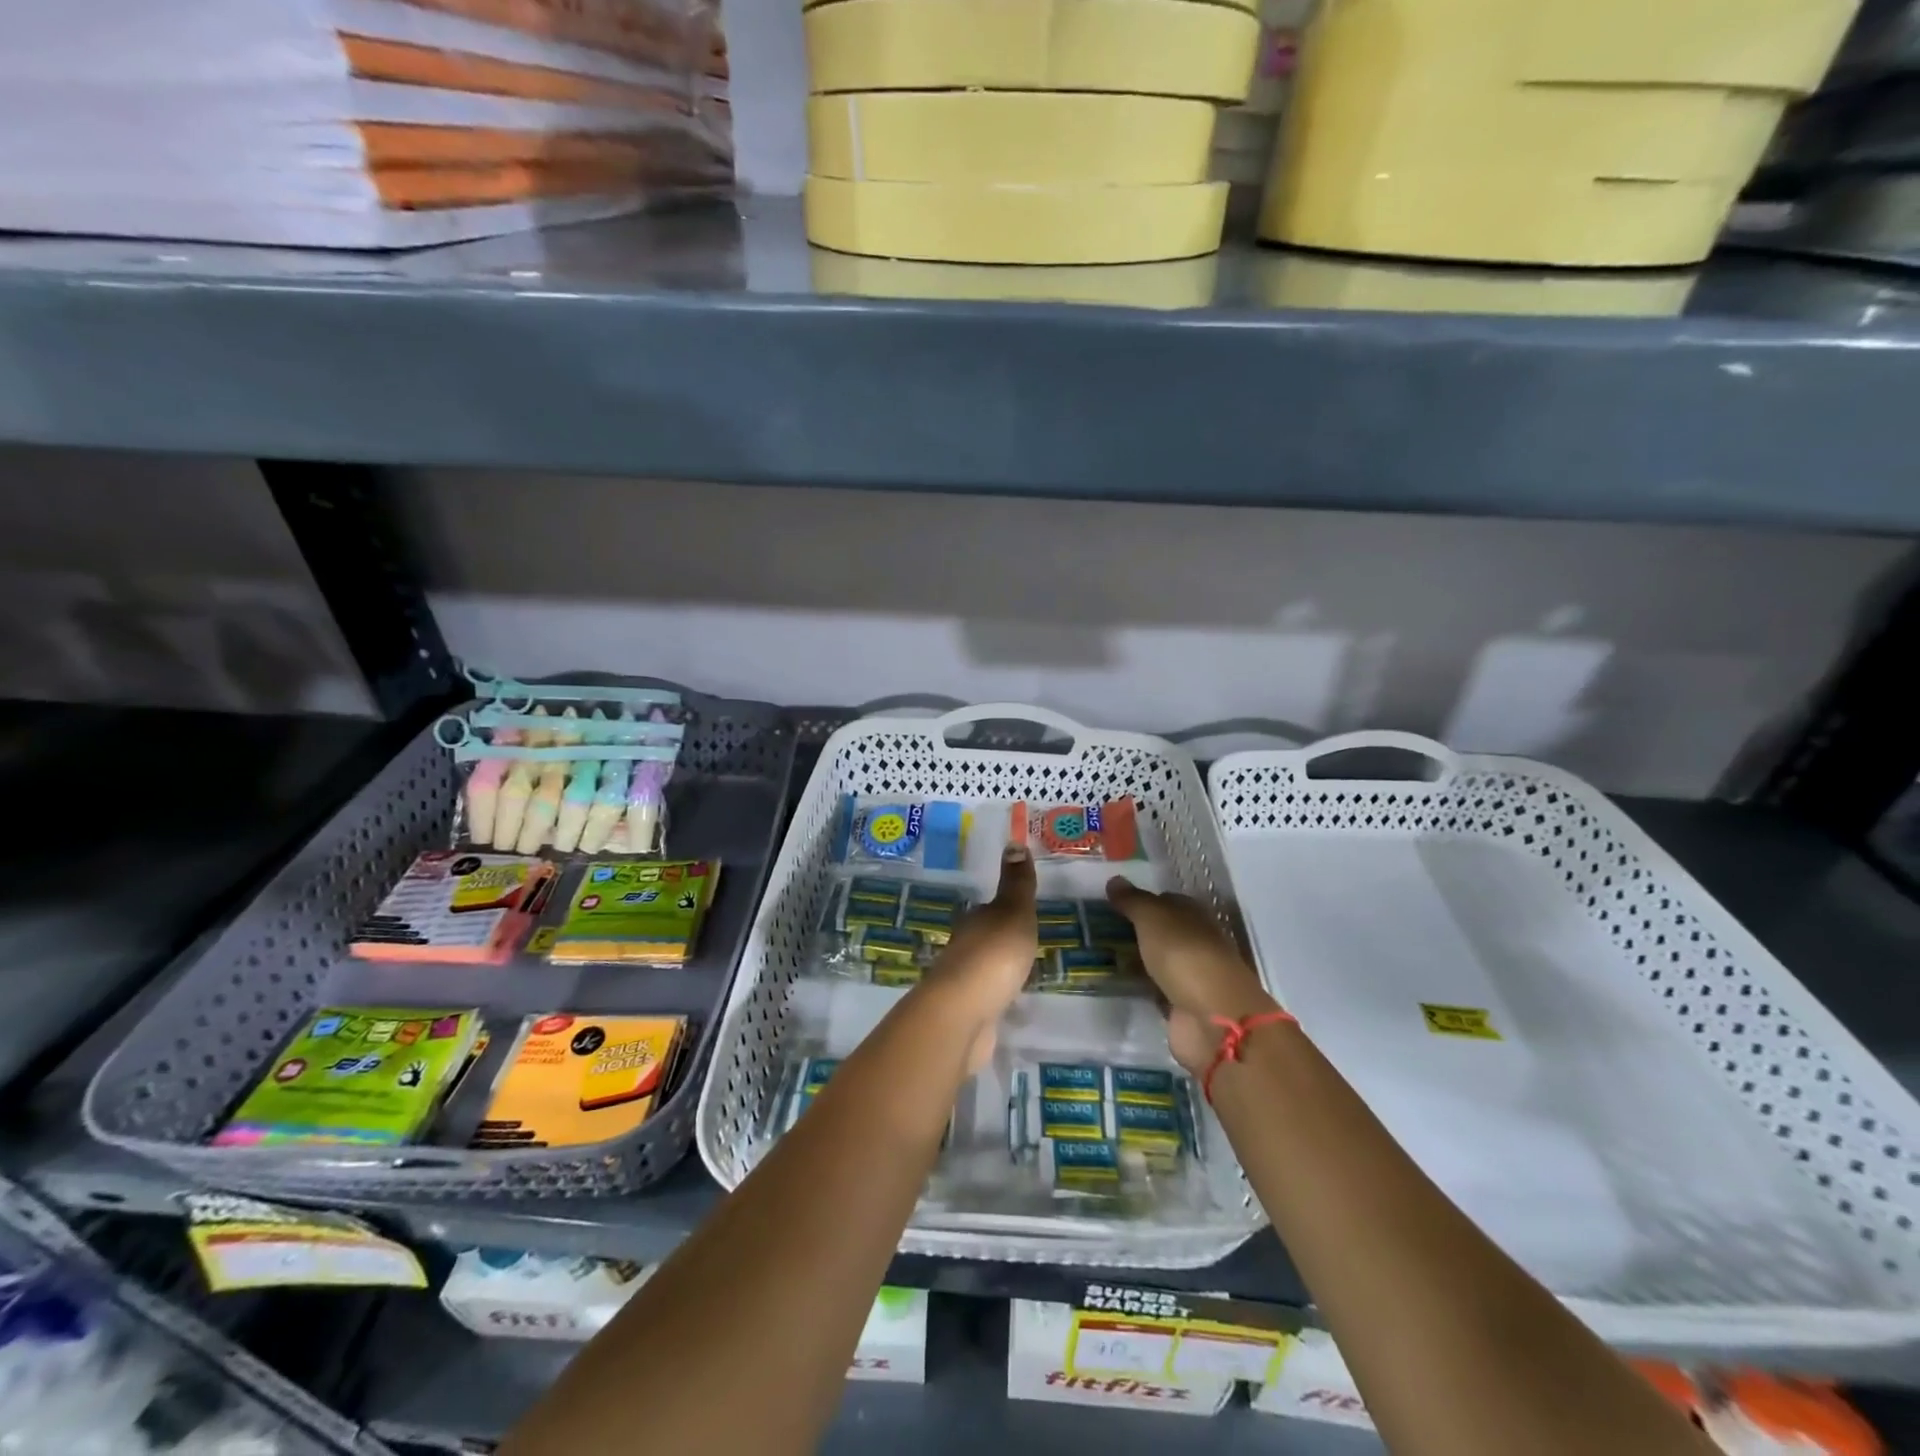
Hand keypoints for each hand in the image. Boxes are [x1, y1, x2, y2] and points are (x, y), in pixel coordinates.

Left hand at [921, 846, 1037, 1072]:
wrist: (963, 1015)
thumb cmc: (993, 955)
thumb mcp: (1013, 912)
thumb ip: (1017, 884)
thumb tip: (1013, 841)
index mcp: (974, 922)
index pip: (989, 910)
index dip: (1006, 910)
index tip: (1024, 915)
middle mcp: (964, 947)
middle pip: (985, 939)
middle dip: (1003, 941)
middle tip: (1030, 944)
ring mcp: (963, 983)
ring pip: (985, 970)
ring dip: (1000, 970)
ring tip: (1026, 974)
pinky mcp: (968, 1015)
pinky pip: (989, 999)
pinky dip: (999, 998)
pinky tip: (1014, 1005)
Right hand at [1106, 877, 1278, 1073]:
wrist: (1212, 1019)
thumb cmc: (1184, 955)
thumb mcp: (1153, 918)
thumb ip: (1133, 901)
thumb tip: (1114, 880)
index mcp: (1195, 916)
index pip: (1166, 901)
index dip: (1140, 900)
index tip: (1110, 902)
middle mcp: (1195, 943)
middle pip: (1161, 932)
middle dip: (1135, 931)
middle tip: (1097, 928)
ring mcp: (1190, 977)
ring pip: (1157, 961)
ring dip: (1136, 960)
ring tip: (1099, 955)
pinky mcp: (1181, 1007)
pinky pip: (1155, 990)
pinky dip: (1140, 987)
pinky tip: (1116, 983)